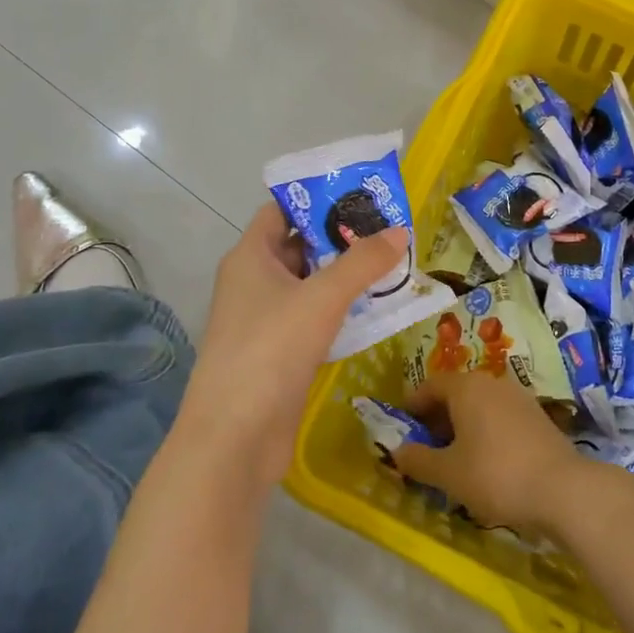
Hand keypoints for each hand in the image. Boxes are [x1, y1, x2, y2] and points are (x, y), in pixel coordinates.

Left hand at [178, 204, 407, 487]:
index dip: (318, 198)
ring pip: (311, 285)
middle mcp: (255, 282)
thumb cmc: (270, 349)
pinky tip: (378, 308)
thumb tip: (399, 231)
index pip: (283, 211)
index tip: (361, 194)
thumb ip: (362, 263)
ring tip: (394, 263)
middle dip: (343, 238)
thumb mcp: (321, 298)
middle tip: (390, 228)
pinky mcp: (281, 353)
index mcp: (251, 256)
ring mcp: (266, 319)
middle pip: (302, 246)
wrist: (234, 438)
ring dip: (347, 276)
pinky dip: (343, 310)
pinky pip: (315, 318)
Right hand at [393, 370, 589, 534]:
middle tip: (426, 446)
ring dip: (462, 424)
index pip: (430, 385)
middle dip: (438, 417)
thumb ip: (418, 460)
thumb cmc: (495, 475)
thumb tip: (397, 451)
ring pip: (480, 404)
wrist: (563, 489)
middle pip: (456, 392)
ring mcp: (519, 397)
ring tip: (454, 456)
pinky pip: (500, 416)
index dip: (413, 405)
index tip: (404, 427)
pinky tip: (486, 460)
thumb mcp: (448, 474)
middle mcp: (492, 382)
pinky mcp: (538, 416)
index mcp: (466, 387)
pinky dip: (485, 430)